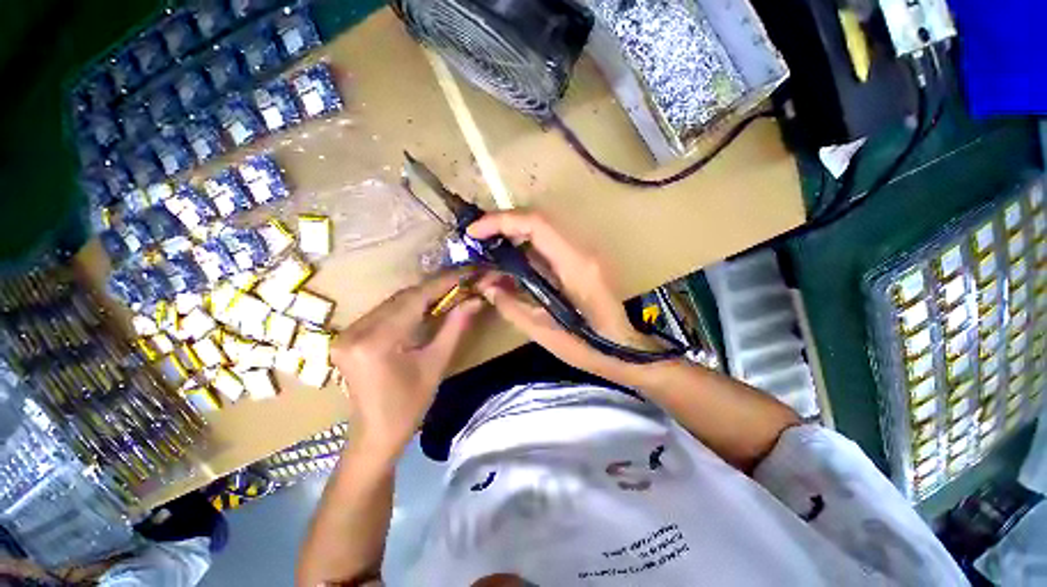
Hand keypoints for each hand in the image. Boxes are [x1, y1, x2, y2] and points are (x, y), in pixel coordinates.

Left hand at [331, 271, 482, 462]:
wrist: (376, 434)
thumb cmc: (410, 405)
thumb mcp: (436, 364)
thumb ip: (455, 327)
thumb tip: (475, 300)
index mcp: (377, 342)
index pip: (414, 299)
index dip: (443, 283)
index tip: (465, 272)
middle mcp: (356, 331)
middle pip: (402, 298)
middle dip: (434, 288)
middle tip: (461, 282)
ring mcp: (347, 333)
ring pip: (393, 302)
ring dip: (422, 296)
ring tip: (449, 291)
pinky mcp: (348, 336)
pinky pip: (384, 312)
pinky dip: (408, 306)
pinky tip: (426, 306)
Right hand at [467, 211, 657, 380]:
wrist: (626, 350)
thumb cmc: (589, 348)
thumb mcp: (544, 333)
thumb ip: (511, 306)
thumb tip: (485, 285)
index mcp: (576, 266)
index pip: (537, 224)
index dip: (501, 221)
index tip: (474, 233)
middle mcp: (583, 250)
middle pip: (539, 219)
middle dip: (503, 224)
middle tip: (478, 240)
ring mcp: (586, 252)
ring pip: (544, 228)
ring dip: (514, 233)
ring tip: (489, 250)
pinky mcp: (584, 259)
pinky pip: (550, 242)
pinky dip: (526, 246)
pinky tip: (511, 262)